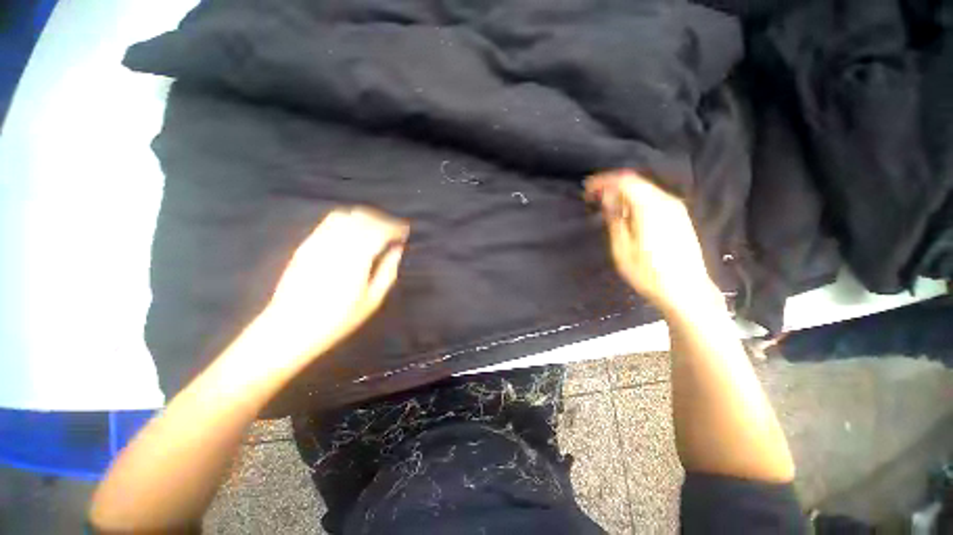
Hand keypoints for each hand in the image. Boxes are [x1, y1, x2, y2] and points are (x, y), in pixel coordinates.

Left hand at [246, 206, 408, 367]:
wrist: (289, 328)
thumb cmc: (337, 320)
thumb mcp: (372, 301)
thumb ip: (388, 271)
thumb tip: (398, 249)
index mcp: (356, 260)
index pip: (379, 231)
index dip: (395, 227)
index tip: (405, 231)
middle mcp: (336, 245)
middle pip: (363, 218)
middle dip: (382, 220)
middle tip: (394, 229)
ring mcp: (318, 243)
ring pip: (346, 216)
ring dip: (365, 217)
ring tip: (376, 227)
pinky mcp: (306, 245)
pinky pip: (329, 222)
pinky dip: (347, 220)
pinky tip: (354, 231)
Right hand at [585, 171, 718, 314]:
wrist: (686, 291)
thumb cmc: (649, 273)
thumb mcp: (622, 249)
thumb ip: (615, 219)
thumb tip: (607, 198)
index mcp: (651, 207)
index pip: (624, 181)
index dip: (603, 181)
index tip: (587, 189)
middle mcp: (666, 201)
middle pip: (635, 182)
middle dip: (612, 186)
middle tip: (594, 197)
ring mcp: (676, 208)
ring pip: (644, 190)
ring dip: (623, 194)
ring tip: (606, 206)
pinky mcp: (679, 217)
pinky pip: (652, 199)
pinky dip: (635, 200)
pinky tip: (626, 213)